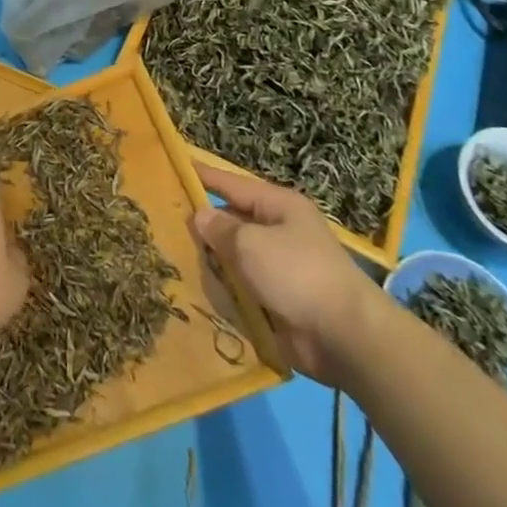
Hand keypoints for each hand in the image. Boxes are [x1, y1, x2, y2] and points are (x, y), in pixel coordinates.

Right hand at [192, 165, 386, 385]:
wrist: (346, 338)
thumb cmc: (298, 273)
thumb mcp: (251, 243)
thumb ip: (221, 228)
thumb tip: (200, 216)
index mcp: (278, 206)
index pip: (232, 184)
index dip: (203, 176)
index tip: (173, 167)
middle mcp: (278, 232)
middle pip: (231, 223)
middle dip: (201, 228)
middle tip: (161, 224)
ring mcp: (278, 269)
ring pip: (232, 259)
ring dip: (210, 264)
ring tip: (170, 260)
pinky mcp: (276, 302)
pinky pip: (241, 290)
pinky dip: (222, 292)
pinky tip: (194, 293)